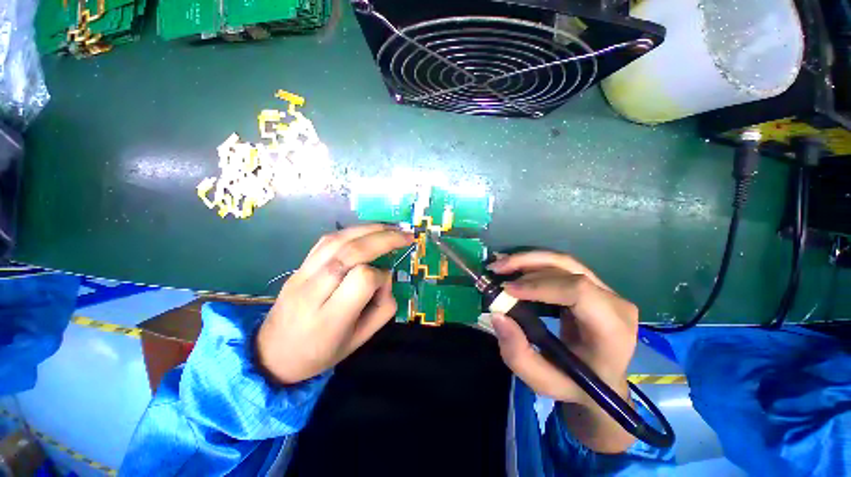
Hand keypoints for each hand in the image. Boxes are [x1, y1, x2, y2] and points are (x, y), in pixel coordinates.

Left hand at [257, 224, 413, 384]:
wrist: (273, 354)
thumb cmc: (321, 352)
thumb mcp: (360, 341)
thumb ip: (383, 308)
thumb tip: (386, 276)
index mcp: (331, 318)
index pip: (363, 279)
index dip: (382, 276)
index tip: (385, 283)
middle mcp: (314, 291)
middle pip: (352, 252)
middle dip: (385, 239)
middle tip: (406, 235)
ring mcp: (302, 274)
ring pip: (339, 240)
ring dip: (369, 229)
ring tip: (391, 227)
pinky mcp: (299, 266)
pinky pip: (326, 240)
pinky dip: (350, 231)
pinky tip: (366, 231)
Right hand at [487, 251, 638, 451]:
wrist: (602, 381)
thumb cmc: (576, 385)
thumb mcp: (543, 381)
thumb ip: (518, 354)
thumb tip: (498, 315)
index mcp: (612, 329)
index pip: (578, 291)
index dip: (539, 285)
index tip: (507, 290)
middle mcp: (614, 302)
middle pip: (568, 268)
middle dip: (526, 264)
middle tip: (496, 269)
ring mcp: (606, 290)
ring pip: (562, 262)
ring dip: (527, 260)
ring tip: (500, 265)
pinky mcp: (592, 285)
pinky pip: (560, 267)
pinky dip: (533, 264)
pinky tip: (514, 267)